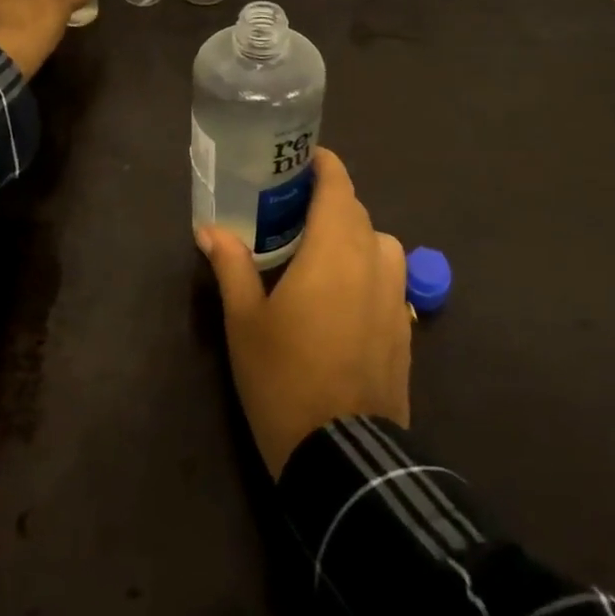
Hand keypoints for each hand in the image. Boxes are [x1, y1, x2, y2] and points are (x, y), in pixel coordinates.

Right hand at [198, 149, 411, 478]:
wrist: (343, 454)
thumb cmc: (284, 377)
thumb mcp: (245, 321)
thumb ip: (231, 266)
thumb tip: (208, 231)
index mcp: (334, 248)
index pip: (337, 185)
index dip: (323, 165)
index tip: (300, 162)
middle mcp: (373, 260)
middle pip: (356, 211)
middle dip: (328, 202)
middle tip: (291, 212)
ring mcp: (395, 294)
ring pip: (377, 243)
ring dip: (351, 236)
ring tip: (318, 254)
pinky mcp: (406, 325)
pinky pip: (388, 277)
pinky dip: (367, 269)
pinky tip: (342, 297)